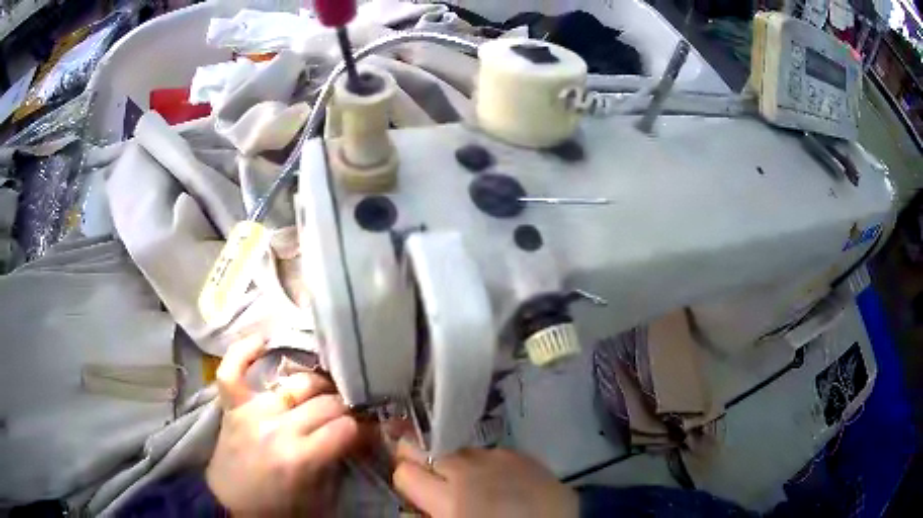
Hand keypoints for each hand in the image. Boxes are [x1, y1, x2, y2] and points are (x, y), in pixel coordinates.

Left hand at [206, 335, 358, 516]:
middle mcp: (276, 428)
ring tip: (325, 393)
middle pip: (325, 404)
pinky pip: (233, 369)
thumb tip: (362, 434)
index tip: (366, 432)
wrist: (231, 503)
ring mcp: (251, 411)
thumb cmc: (278, 505)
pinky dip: (245, 351)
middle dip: (344, 409)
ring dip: (318, 386)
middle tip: (349, 415)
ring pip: (297, 384)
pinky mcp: (232, 405)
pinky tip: (264, 340)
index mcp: (299, 458)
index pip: (343, 429)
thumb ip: (338, 460)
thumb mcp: (318, 495)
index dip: (361, 430)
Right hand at [392, 442, 578, 517]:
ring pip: (457, 450)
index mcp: (451, 498)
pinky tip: (495, 478)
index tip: (410, 486)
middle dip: (420, 458)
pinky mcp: (519, 454)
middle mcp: (469, 470)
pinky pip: (487, 453)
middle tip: (427, 474)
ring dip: (454, 463)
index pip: (407, 473)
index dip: (405, 478)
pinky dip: (483, 463)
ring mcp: (496, 457)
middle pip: (427, 450)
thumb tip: (409, 511)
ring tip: (467, 480)